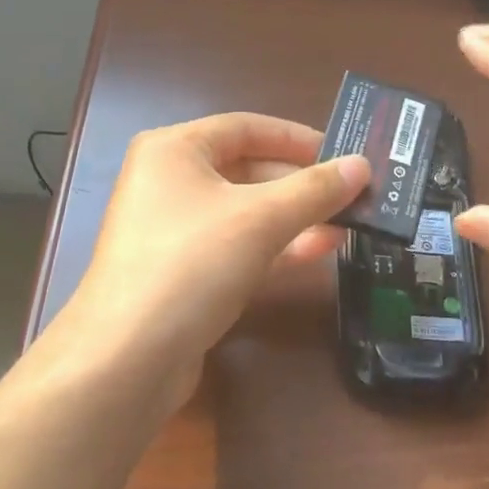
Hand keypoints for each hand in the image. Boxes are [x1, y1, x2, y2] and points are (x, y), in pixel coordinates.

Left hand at [48, 114, 368, 405]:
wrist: (127, 361)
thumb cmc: (191, 264)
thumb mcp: (260, 219)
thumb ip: (314, 190)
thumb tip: (362, 164)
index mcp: (174, 150)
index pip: (246, 128)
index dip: (297, 139)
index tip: (343, 154)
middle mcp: (169, 182)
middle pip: (247, 170)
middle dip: (301, 185)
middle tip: (353, 195)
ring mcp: (174, 230)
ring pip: (245, 212)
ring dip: (295, 217)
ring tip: (348, 225)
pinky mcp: (182, 272)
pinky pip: (236, 246)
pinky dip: (275, 246)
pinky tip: (317, 251)